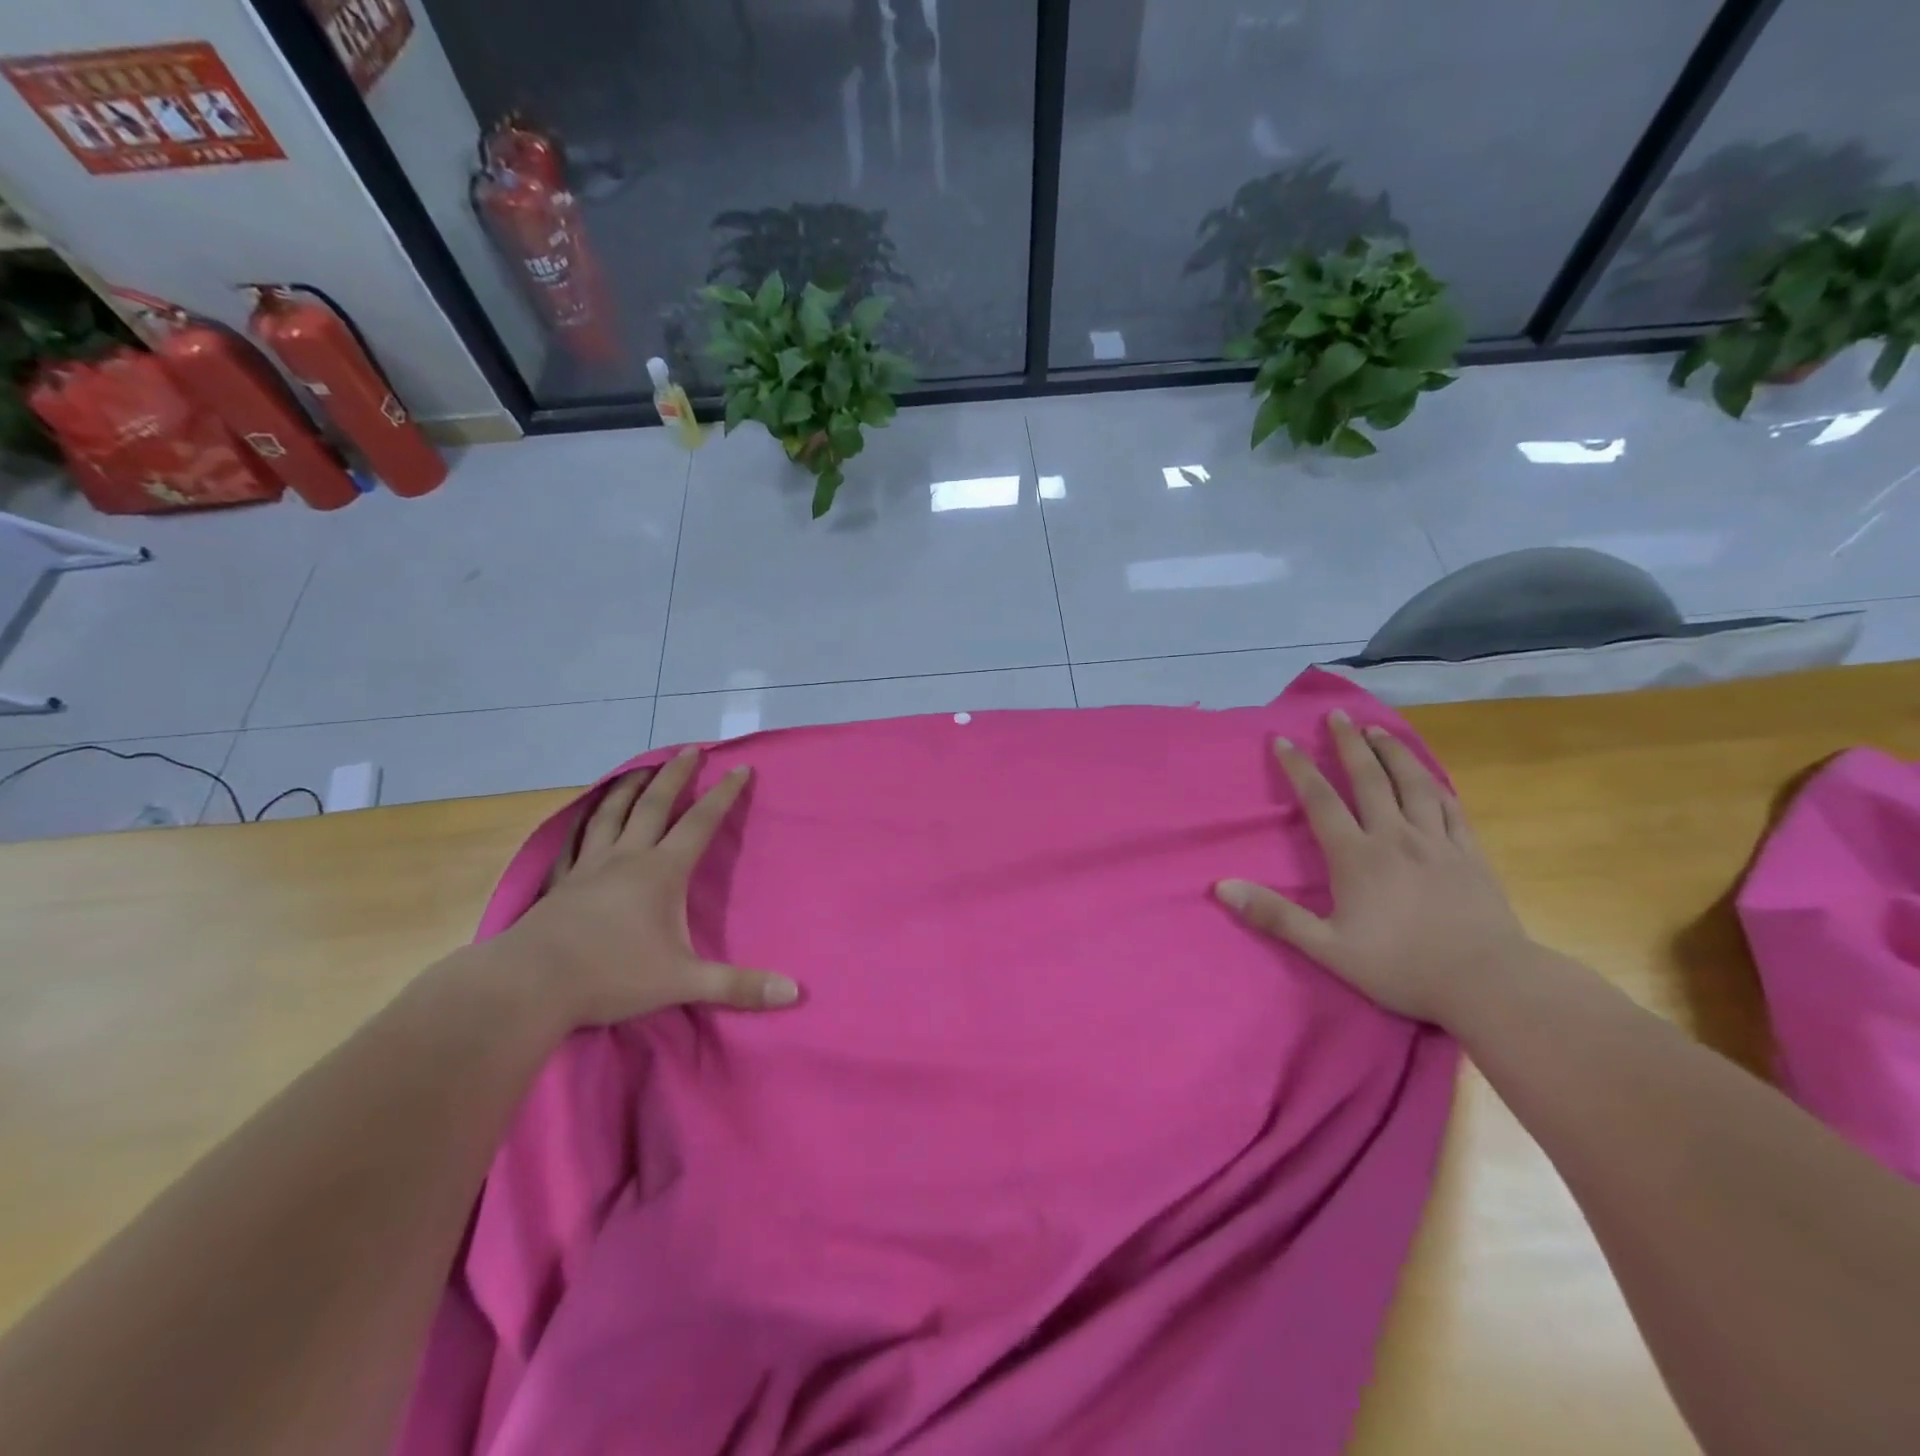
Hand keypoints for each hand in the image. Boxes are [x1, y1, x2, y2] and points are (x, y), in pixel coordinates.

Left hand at [498, 748, 800, 1027]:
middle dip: (676, 775)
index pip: (700, 823)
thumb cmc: (612, 976)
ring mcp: (589, 867)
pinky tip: (586, 818)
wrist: (528, 986)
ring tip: (640, 767)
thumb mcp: (684, 981)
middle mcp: (627, 858)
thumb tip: (795, 993)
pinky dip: (586, 821)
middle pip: (654, 804)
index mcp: (661, 872)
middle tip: (690, 749)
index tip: (740, 768)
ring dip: (629, 787)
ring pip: (611, 814)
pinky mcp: (561, 884)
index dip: (723, 795)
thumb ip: (738, 986)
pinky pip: (577, 841)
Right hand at [1214, 710, 1531, 1025]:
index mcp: (1357, 857)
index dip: (1299, 768)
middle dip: (1349, 744)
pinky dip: (1435, 784)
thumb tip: (1221, 886)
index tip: (1283, 740)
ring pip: (1413, 784)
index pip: (1321, 801)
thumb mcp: (1326, 948)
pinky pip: (1450, 808)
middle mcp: (1395, 837)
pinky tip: (1428, 775)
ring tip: (1379, 730)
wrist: (1489, 983)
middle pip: (1369, 780)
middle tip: (1338, 715)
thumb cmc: (1401, 967)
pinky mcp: (1470, 855)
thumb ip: (1274, 915)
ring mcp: (1437, 843)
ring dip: (1393, 753)